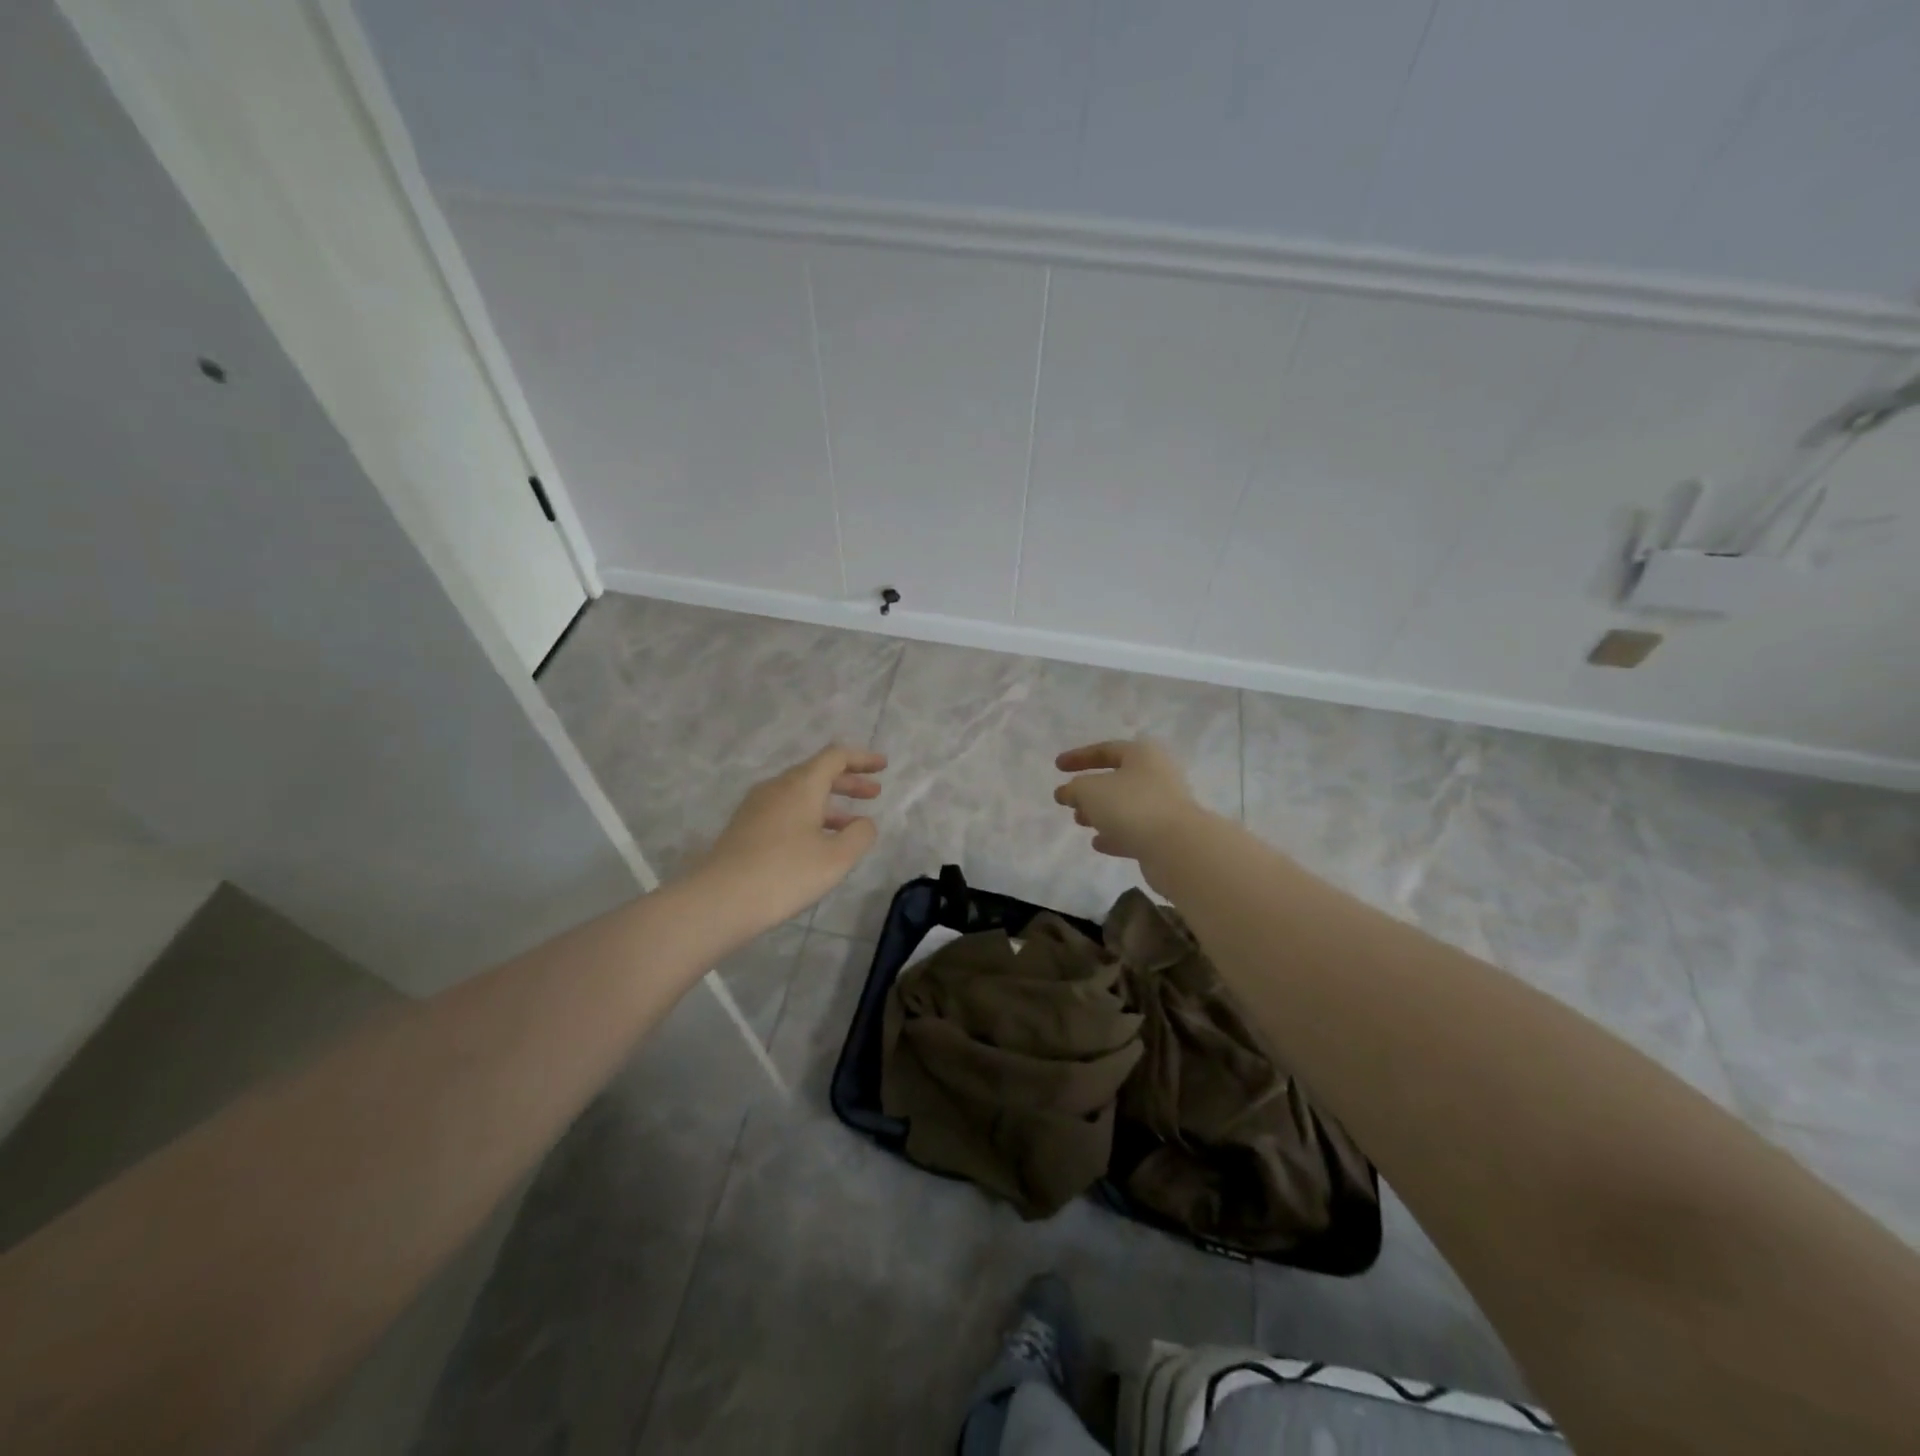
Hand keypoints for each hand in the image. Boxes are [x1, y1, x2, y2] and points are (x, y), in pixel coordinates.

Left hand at [694, 745, 886, 926]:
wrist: (719, 899)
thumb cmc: (785, 874)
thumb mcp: (836, 858)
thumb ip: (859, 835)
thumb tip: (864, 823)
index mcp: (801, 785)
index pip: (836, 757)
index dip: (862, 759)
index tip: (883, 766)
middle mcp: (777, 787)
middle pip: (817, 773)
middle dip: (848, 781)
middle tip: (874, 793)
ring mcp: (756, 806)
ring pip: (800, 794)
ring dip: (829, 802)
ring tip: (851, 824)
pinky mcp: (744, 827)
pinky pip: (785, 810)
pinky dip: (809, 816)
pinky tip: (817, 841)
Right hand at [1053, 739, 1203, 887]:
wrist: (1176, 847)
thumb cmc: (1131, 805)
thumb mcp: (1090, 790)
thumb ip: (1074, 789)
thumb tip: (1067, 792)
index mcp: (1142, 754)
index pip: (1105, 749)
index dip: (1079, 757)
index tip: (1057, 767)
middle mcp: (1157, 775)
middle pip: (1118, 778)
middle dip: (1090, 790)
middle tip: (1069, 801)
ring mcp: (1164, 806)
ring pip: (1125, 806)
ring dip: (1101, 812)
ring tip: (1079, 822)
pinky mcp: (1166, 835)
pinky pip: (1135, 830)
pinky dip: (1115, 834)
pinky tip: (1098, 843)